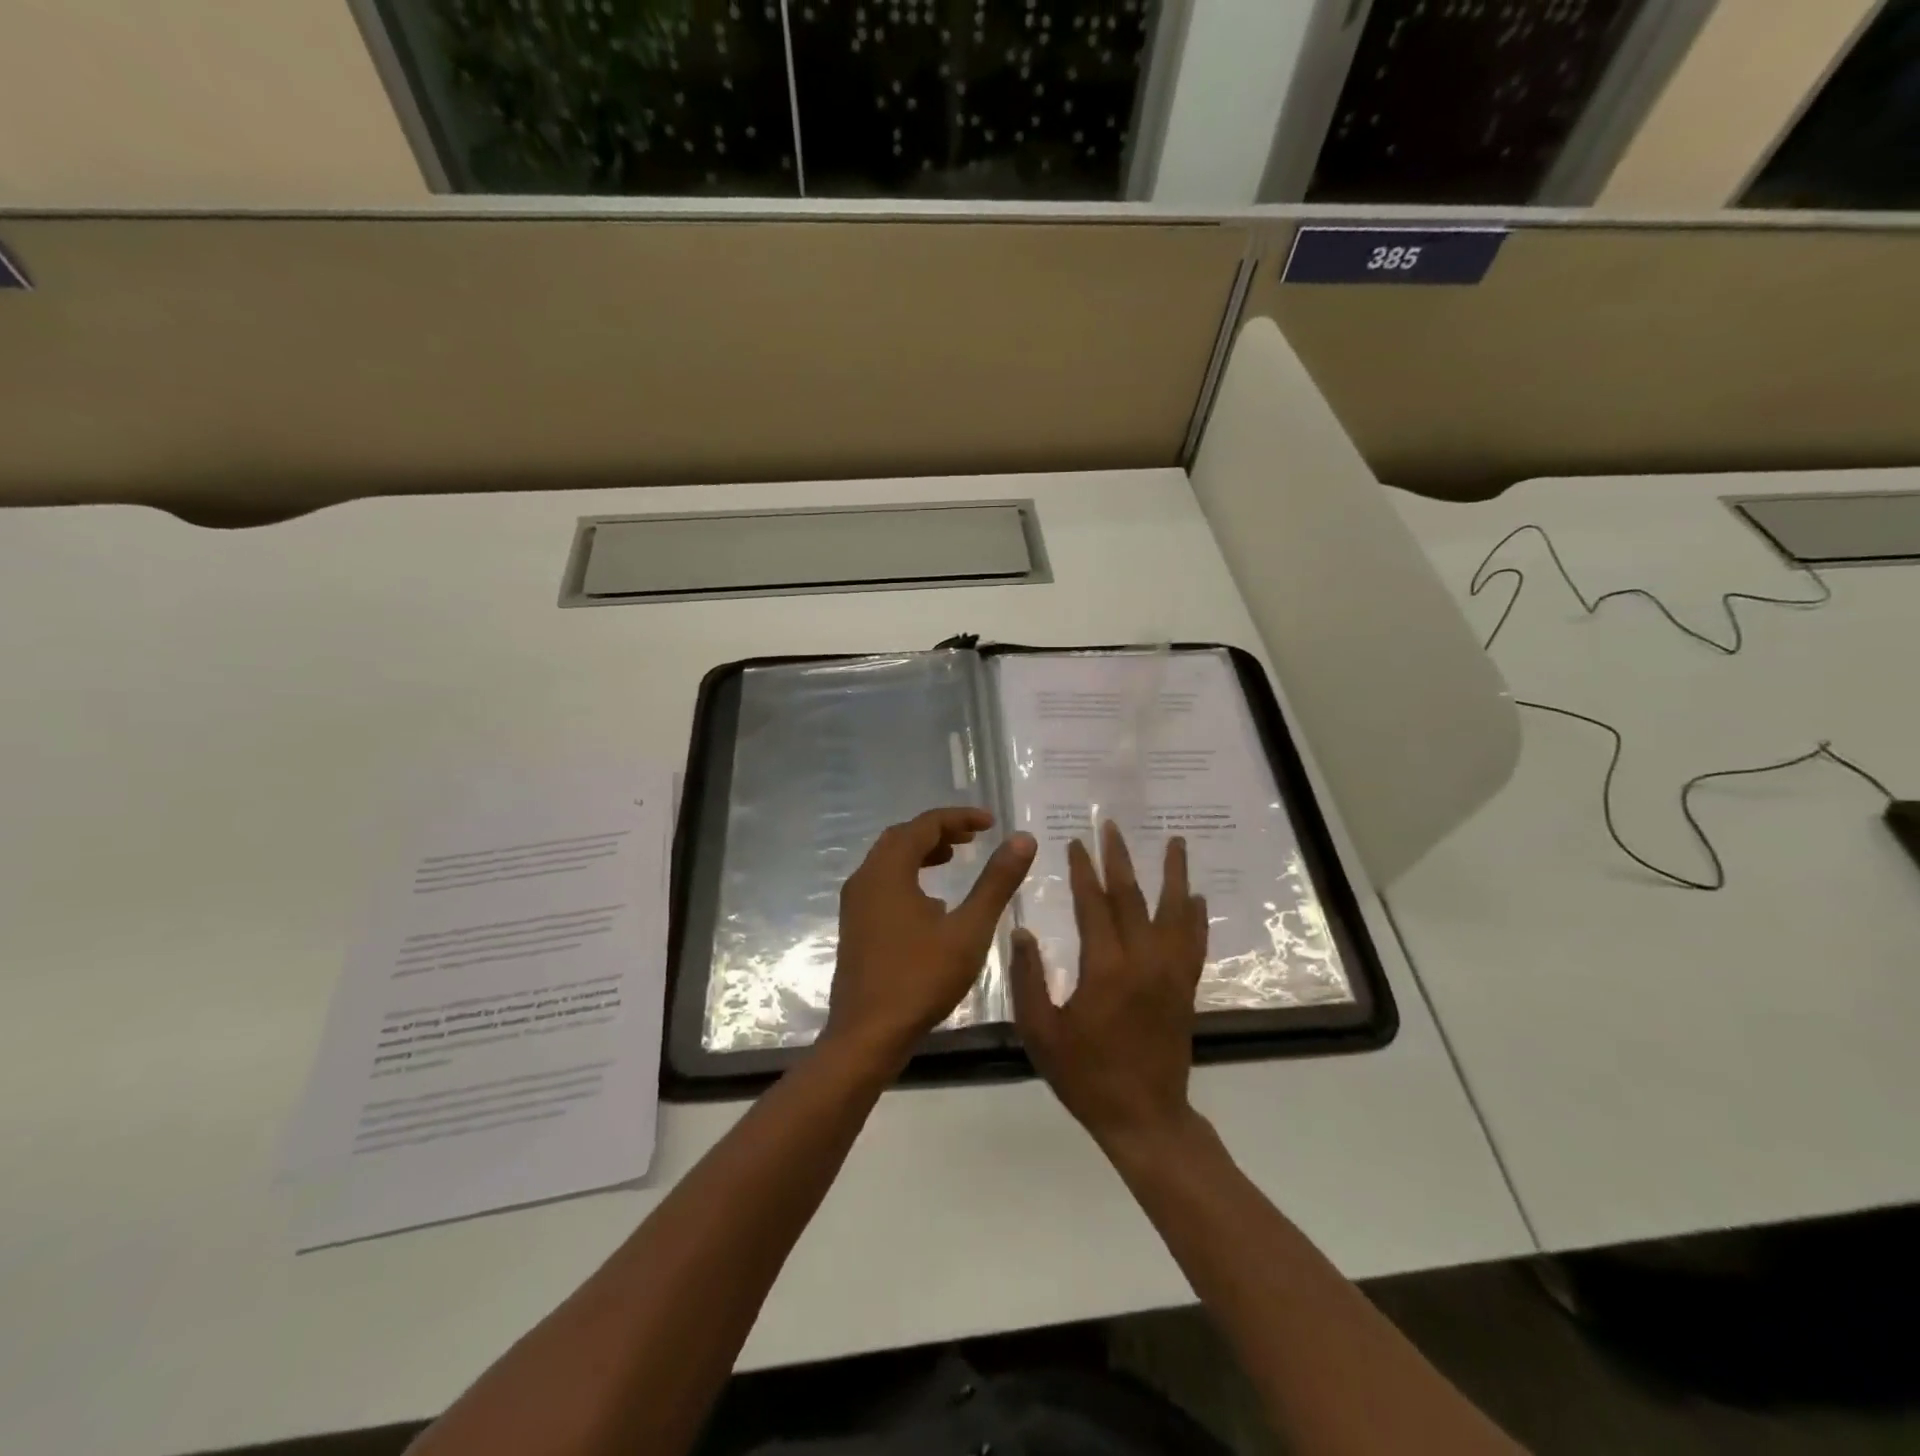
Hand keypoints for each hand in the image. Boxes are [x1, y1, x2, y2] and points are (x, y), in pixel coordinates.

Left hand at [827, 807, 1036, 1070]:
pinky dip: (909, 875)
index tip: (991, 823)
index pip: (925, 825)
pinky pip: (882, 883)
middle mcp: (865, 878)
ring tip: (955, 858)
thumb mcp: (969, 929)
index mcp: (888, 871)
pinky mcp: (855, 925)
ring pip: (889, 860)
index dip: (959, 818)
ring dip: (922, 852)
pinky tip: (933, 902)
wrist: (867, 1035)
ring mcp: (855, 903)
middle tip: (974, 837)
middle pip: (903, 837)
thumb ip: (996, 882)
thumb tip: (1023, 839)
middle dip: (939, 831)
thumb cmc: (921, 978)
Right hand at [1010, 821, 1208, 1151]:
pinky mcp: (1186, 988)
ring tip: (1175, 842)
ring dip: (1173, 874)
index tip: (1075, 843)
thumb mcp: (1041, 1032)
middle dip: (1119, 859)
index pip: (1093, 905)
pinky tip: (1196, 897)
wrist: (1144, 1117)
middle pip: (1132, 897)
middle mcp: (1143, 960)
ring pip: (1174, 912)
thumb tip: (1021, 931)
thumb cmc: (1085, 1075)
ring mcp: (1171, 973)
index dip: (1082, 872)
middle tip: (1112, 827)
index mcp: (1105, 968)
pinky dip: (1196, 916)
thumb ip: (1028, 979)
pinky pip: (1195, 942)